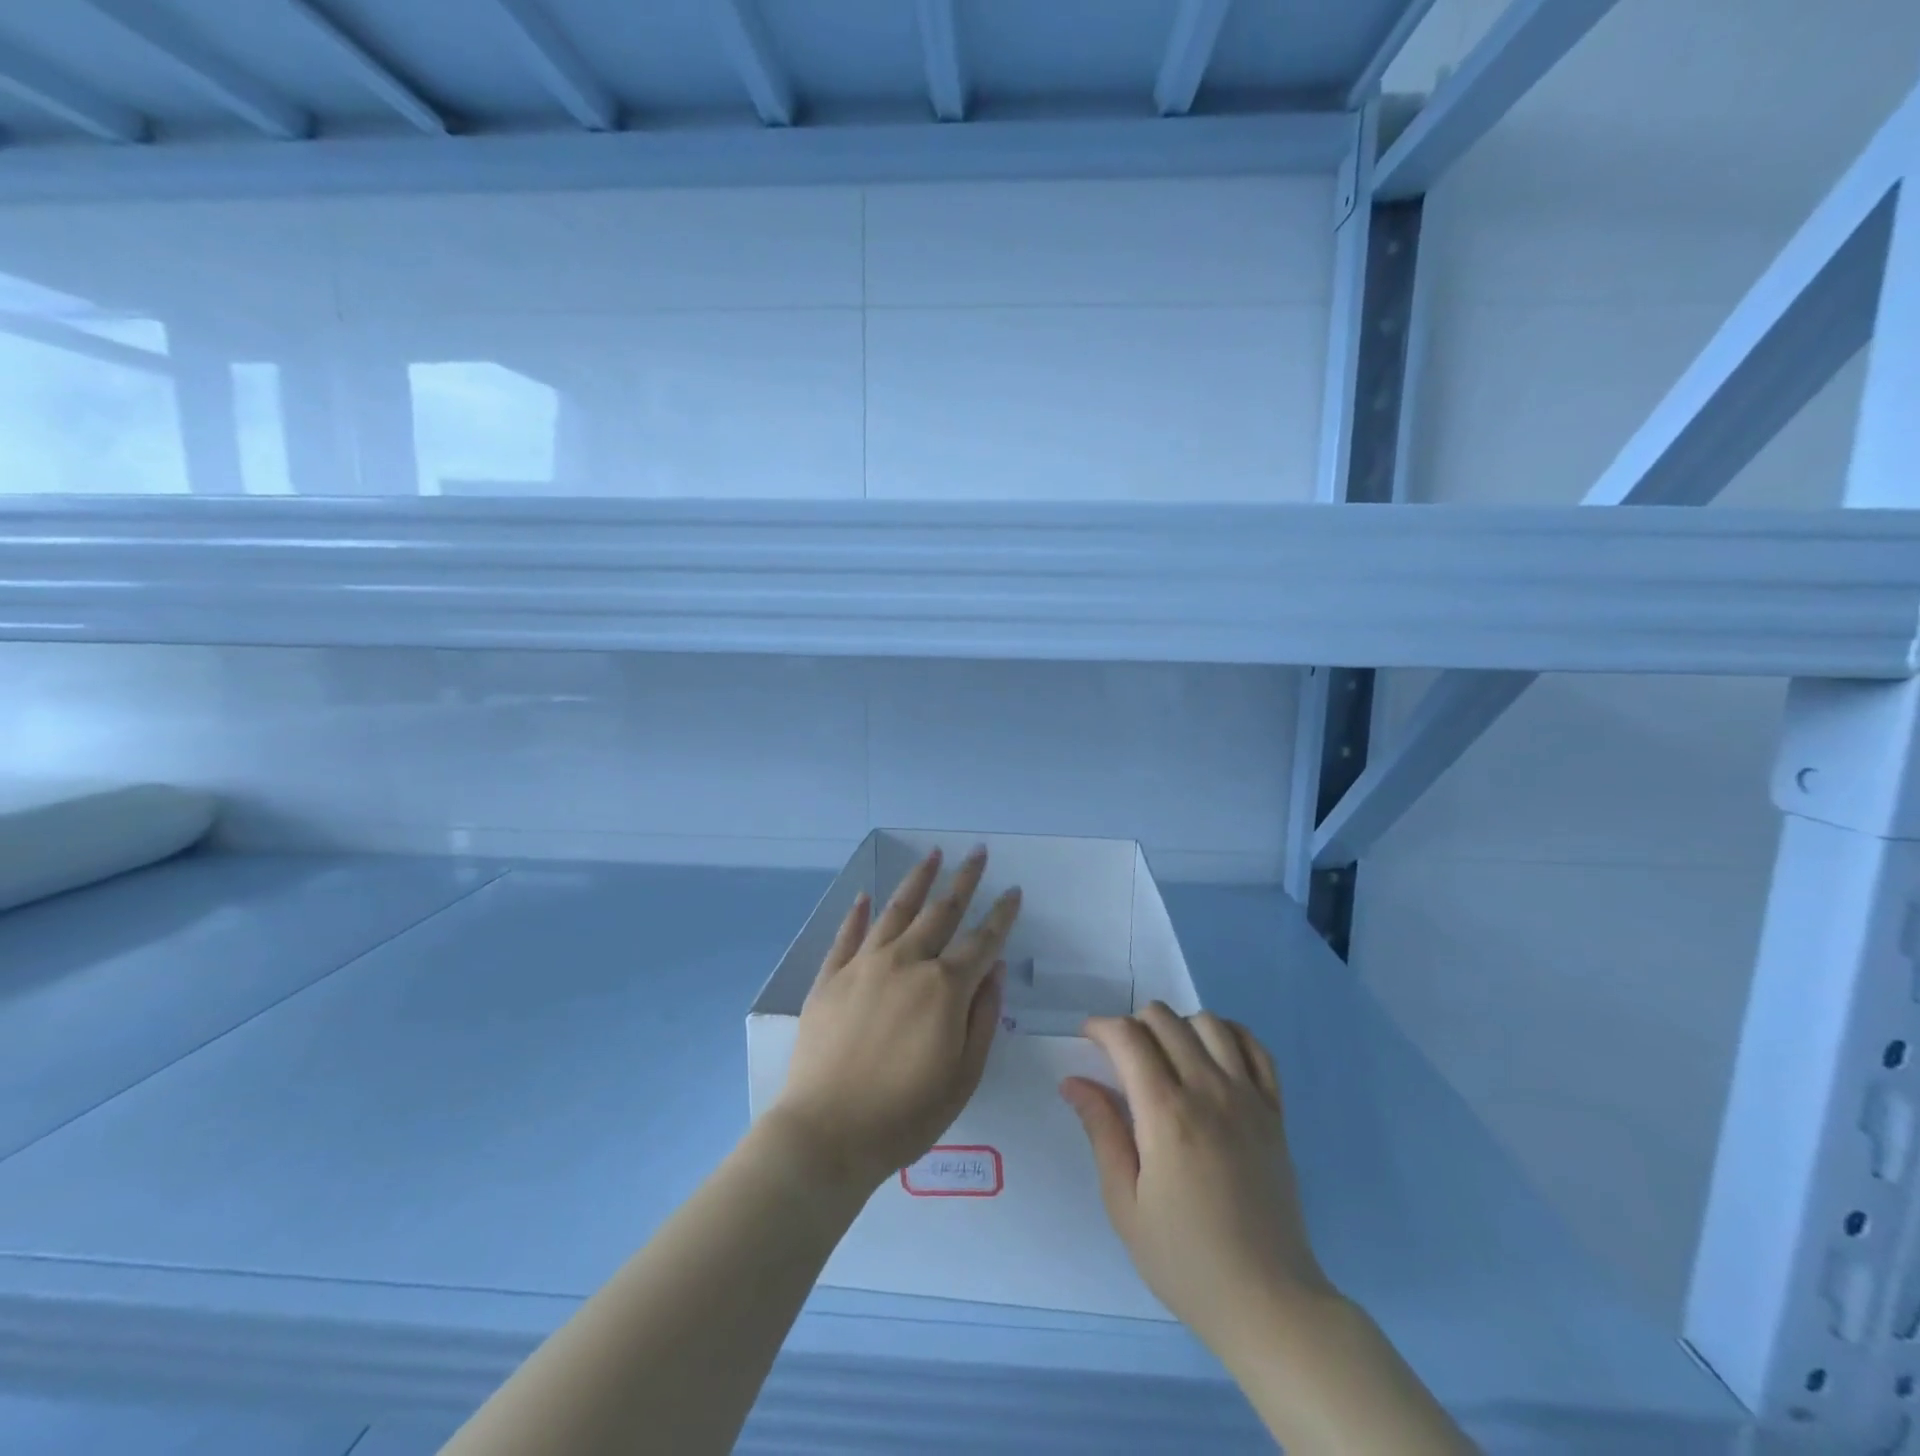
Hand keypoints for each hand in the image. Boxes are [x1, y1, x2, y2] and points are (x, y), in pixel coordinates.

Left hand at [772, 846, 1020, 1194]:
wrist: (826, 1133)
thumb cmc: (906, 1114)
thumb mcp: (964, 1076)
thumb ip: (983, 1017)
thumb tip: (995, 968)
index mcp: (944, 988)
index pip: (982, 941)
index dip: (1002, 916)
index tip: (1014, 891)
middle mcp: (905, 963)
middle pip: (941, 911)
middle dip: (964, 880)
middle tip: (978, 852)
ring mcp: (863, 965)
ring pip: (896, 910)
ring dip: (917, 880)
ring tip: (932, 854)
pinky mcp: (829, 977)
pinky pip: (847, 935)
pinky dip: (857, 913)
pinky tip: (865, 895)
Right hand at [1061, 1004, 1333, 1359]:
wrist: (1268, 1302)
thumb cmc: (1185, 1260)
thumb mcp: (1124, 1204)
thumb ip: (1101, 1131)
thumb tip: (1074, 1082)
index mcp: (1167, 1114)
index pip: (1128, 1037)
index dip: (1101, 1028)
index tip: (1088, 1041)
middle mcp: (1209, 1091)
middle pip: (1165, 1020)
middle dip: (1134, 1025)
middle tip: (1122, 1058)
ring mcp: (1248, 1098)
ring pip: (1209, 1023)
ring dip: (1179, 1026)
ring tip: (1166, 1057)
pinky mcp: (1275, 1112)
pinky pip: (1255, 1048)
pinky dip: (1229, 1035)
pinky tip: (1213, 1056)